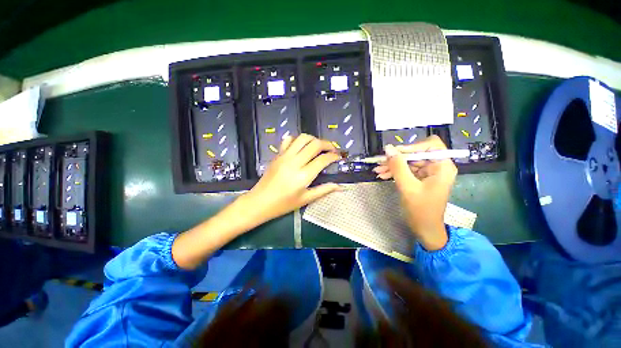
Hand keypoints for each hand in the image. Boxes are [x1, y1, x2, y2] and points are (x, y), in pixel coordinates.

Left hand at [246, 134, 342, 222]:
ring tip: (319, 146)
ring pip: (303, 138)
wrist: (259, 202)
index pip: (323, 159)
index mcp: (303, 175)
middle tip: (332, 150)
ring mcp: (285, 156)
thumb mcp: (305, 199)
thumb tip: (339, 186)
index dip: (334, 156)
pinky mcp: (278, 155)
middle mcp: (295, 162)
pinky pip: (288, 140)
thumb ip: (324, 190)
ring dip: (314, 139)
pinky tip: (301, 146)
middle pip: (315, 144)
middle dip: (328, 144)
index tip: (338, 157)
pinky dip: (298, 139)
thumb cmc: (283, 204)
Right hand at [373, 135, 456, 249]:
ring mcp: (428, 173)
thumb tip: (388, 148)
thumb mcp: (407, 187)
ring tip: (377, 170)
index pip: (430, 145)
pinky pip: (406, 170)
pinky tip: (382, 175)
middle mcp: (437, 166)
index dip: (412, 146)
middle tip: (379, 161)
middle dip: (397, 158)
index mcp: (442, 166)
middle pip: (416, 154)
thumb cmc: (421, 210)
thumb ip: (398, 166)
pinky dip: (394, 172)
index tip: (394, 153)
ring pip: (408, 162)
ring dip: (392, 165)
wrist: (424, 229)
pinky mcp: (420, 178)